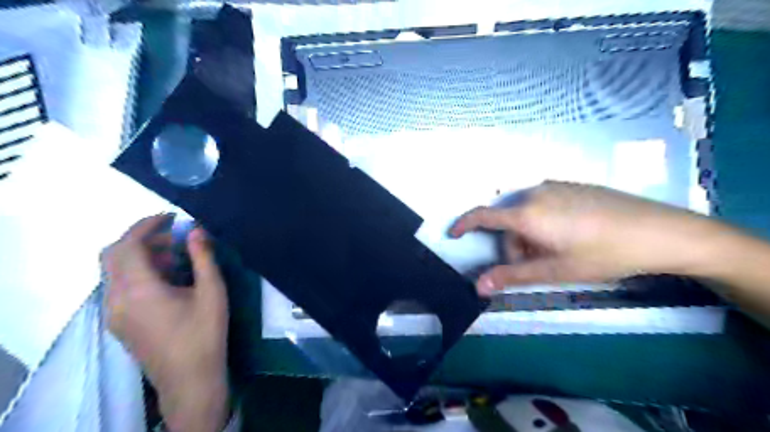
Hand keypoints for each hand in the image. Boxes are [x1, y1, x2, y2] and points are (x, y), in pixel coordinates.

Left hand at [102, 214, 231, 429]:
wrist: (190, 378)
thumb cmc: (205, 333)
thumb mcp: (212, 292)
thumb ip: (203, 258)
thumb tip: (197, 231)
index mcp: (138, 290)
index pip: (128, 245)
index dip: (147, 225)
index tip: (171, 217)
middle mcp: (116, 299)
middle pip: (113, 255)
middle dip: (141, 238)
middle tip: (173, 235)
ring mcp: (113, 313)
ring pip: (114, 271)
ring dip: (139, 254)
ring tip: (175, 256)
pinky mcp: (118, 322)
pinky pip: (119, 286)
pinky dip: (137, 271)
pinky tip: (166, 278)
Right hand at [453, 181, 722, 294]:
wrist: (657, 230)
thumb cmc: (602, 254)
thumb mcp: (555, 270)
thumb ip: (512, 276)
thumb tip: (478, 286)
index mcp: (527, 213)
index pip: (484, 215)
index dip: (464, 224)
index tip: (453, 234)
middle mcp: (535, 193)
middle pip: (508, 221)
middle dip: (513, 245)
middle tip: (536, 266)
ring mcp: (554, 186)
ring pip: (526, 214)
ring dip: (529, 235)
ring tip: (556, 252)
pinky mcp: (570, 185)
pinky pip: (543, 204)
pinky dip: (543, 222)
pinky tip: (569, 235)